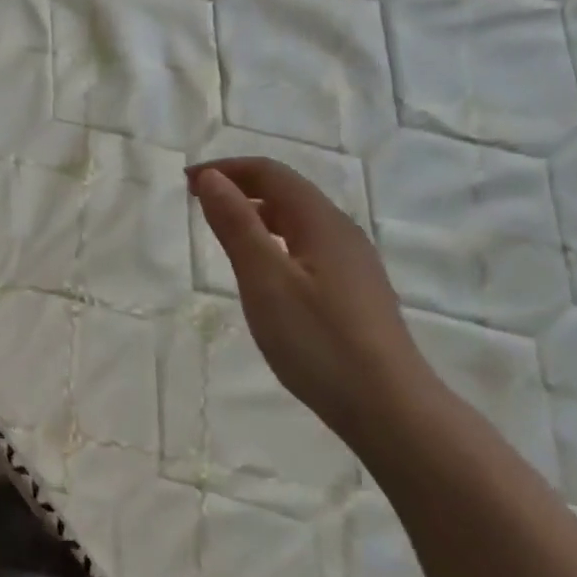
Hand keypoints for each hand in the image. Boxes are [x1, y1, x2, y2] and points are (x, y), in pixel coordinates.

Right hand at [189, 157, 433, 437]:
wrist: (389, 408)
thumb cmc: (319, 341)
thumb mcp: (265, 280)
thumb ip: (237, 225)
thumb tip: (211, 177)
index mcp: (321, 222)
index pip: (271, 173)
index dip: (227, 169)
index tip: (187, 182)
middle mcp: (341, 233)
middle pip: (287, 192)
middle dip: (240, 187)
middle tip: (197, 201)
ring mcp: (353, 263)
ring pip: (298, 221)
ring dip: (257, 214)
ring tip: (223, 230)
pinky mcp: (354, 291)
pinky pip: (307, 246)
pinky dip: (274, 240)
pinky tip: (263, 270)